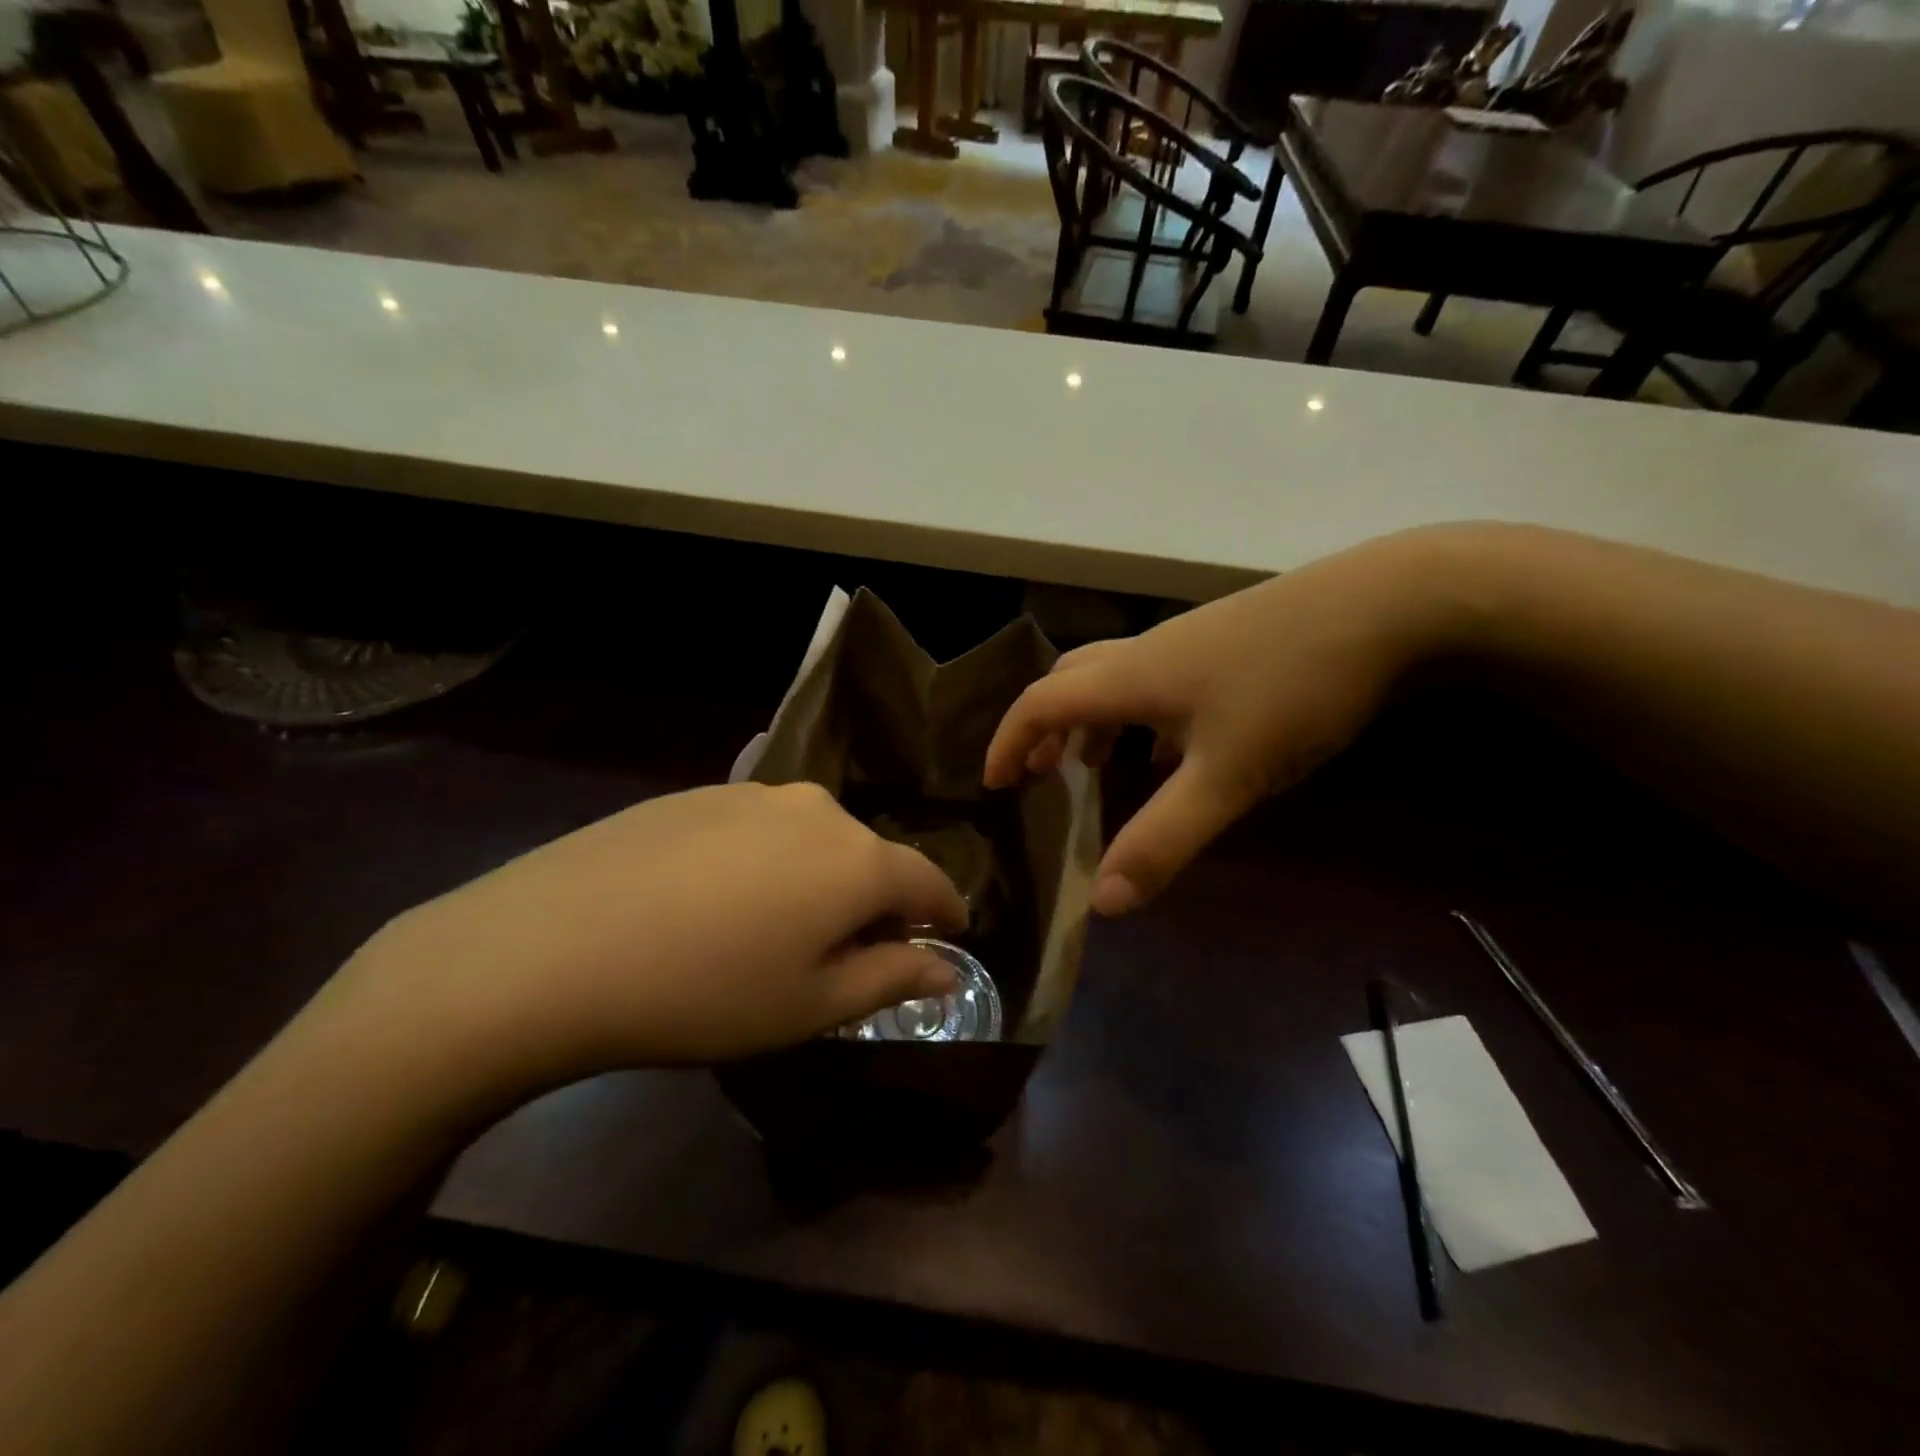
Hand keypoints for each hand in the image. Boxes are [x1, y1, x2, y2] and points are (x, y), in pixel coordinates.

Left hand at [333, 782, 967, 1100]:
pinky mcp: (702, 790)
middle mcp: (819, 809)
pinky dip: (767, 861)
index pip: (930, 881)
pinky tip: (720, 899)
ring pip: (814, 838)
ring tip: (778, 927)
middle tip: (848, 954)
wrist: (552, 947)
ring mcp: (756, 792)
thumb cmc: (704, 993)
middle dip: (874, 902)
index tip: (949, 937)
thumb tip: (947, 967)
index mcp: (858, 859)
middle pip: (870, 856)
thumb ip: (892, 977)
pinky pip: (761, 827)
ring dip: (818, 878)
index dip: (946, 913)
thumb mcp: (810, 1006)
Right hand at [986, 531, 1463, 914]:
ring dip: (1091, 721)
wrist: (1388, 605)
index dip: (1008, 741)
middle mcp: (1148, 652)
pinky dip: (1141, 715)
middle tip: (1036, 773)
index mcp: (1129, 677)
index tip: (995, 784)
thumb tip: (1102, 902)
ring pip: (1116, 680)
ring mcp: (1191, 642)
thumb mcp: (1227, 777)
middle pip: (1070, 682)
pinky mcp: (1229, 642)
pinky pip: (1159, 681)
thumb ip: (1163, 838)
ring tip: (1093, 765)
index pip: (1041, 702)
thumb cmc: (1291, 689)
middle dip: (1043, 728)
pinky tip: (1173, 745)